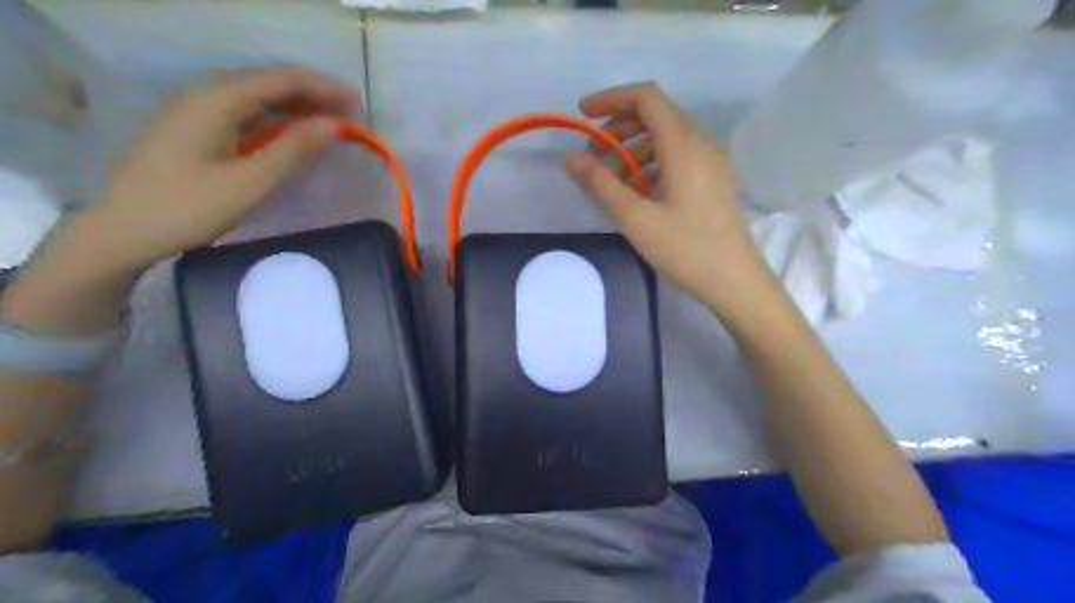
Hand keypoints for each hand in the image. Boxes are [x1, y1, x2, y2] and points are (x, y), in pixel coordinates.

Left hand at [79, 63, 362, 273]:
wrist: (121, 231)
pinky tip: (291, 134)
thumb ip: (293, 149)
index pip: (280, 79)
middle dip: (313, 95)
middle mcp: (203, 95)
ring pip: (256, 98)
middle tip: (351, 116)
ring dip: (296, 107)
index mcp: (215, 100)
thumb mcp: (248, 181)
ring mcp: (195, 111)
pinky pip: (243, 113)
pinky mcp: (193, 129)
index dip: (323, 87)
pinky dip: (275, 120)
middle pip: (268, 83)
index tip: (358, 104)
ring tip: (331, 123)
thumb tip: (335, 125)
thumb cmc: (187, 208)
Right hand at [565, 83, 763, 308]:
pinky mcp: (712, 180)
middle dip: (618, 129)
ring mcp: (710, 161)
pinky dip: (650, 165)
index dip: (611, 99)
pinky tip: (636, 193)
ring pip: (665, 139)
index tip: (583, 115)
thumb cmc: (684, 247)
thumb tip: (569, 157)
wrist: (733, 280)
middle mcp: (700, 143)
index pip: (646, 97)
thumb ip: (600, 183)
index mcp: (683, 143)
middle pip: (655, 115)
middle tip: (592, 156)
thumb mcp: (635, 217)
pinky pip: (676, 158)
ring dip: (632, 150)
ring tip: (610, 182)